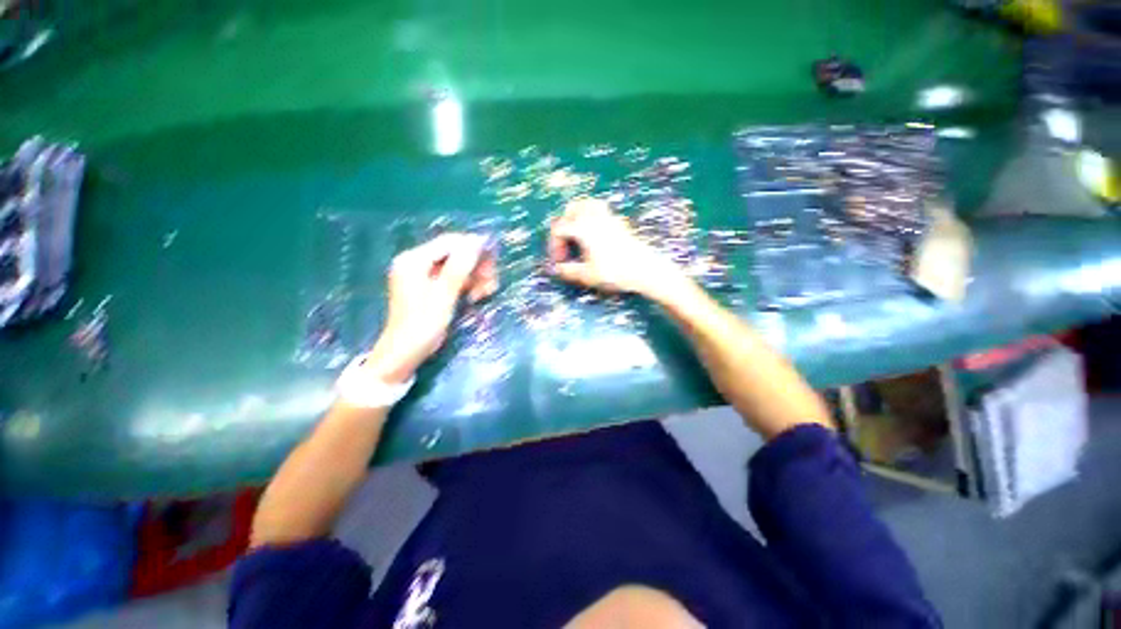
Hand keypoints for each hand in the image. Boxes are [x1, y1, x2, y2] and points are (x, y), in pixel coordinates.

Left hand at [367, 233, 497, 382]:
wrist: (404, 353)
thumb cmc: (423, 325)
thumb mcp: (444, 295)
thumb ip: (460, 266)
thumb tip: (478, 240)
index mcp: (414, 259)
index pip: (450, 242)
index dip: (474, 248)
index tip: (495, 261)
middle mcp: (416, 261)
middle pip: (455, 253)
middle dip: (476, 266)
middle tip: (491, 283)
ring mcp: (422, 274)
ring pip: (457, 265)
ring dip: (475, 277)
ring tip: (485, 293)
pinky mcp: (429, 285)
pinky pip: (453, 277)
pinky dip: (467, 284)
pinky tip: (476, 296)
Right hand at [549, 198, 688, 300]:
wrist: (644, 269)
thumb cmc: (614, 272)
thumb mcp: (587, 275)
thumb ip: (569, 271)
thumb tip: (557, 269)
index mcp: (583, 229)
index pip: (560, 228)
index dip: (554, 245)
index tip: (559, 261)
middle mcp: (594, 218)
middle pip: (572, 208)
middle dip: (564, 224)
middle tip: (565, 242)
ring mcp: (609, 217)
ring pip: (588, 203)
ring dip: (578, 215)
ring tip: (577, 232)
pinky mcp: (620, 223)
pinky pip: (602, 210)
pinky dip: (593, 217)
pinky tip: (595, 235)